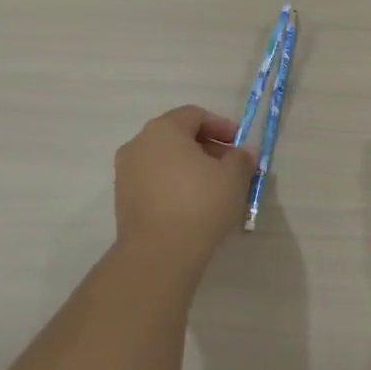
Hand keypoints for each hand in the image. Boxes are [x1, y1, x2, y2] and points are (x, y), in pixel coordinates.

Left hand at [113, 106, 255, 264]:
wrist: (159, 254)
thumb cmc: (199, 203)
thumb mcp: (233, 177)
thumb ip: (242, 158)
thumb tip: (246, 151)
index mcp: (163, 129)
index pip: (195, 115)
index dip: (222, 126)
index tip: (240, 145)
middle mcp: (139, 144)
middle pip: (178, 136)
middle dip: (208, 148)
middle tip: (232, 167)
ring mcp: (126, 173)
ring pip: (166, 160)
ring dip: (192, 167)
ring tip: (216, 188)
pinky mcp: (124, 199)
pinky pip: (155, 181)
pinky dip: (175, 184)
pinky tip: (195, 204)